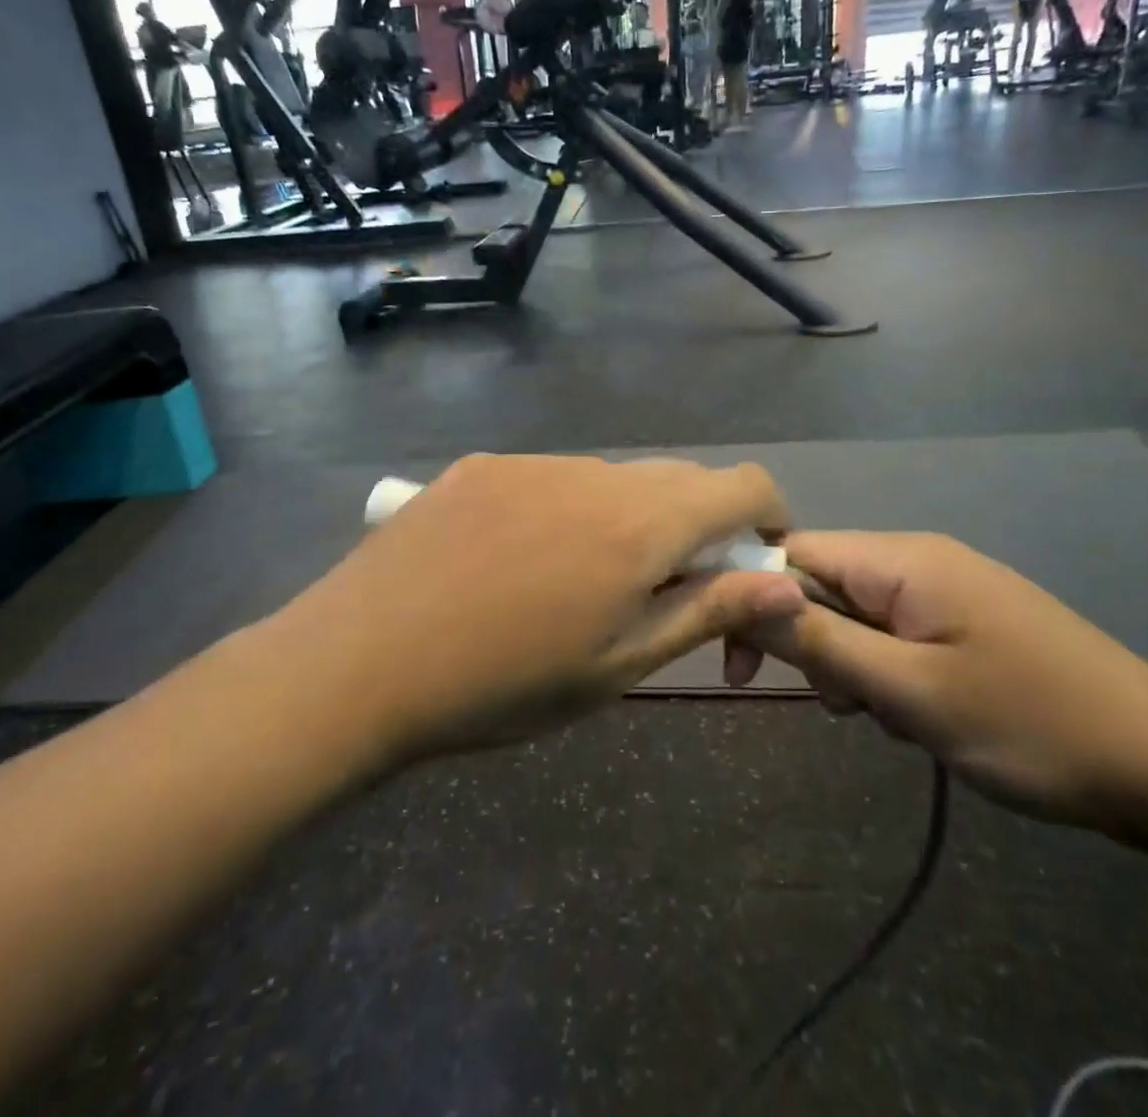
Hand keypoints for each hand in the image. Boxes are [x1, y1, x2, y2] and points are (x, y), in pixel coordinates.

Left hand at [287, 455, 804, 757]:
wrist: (359, 661)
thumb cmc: (501, 685)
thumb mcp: (618, 665)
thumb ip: (708, 611)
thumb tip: (787, 582)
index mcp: (641, 525)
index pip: (744, 485)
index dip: (768, 519)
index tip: (751, 569)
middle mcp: (596, 474)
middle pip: (681, 480)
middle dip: (696, 530)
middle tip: (661, 597)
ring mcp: (533, 462)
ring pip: (615, 480)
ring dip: (627, 521)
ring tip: (577, 586)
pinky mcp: (484, 465)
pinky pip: (553, 479)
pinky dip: (567, 511)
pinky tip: (516, 562)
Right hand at [727, 532, 1147, 837]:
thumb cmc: (1031, 725)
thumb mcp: (910, 692)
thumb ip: (820, 642)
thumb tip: (741, 594)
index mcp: (902, 559)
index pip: (792, 551)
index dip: (752, 596)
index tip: (737, 664)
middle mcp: (918, 560)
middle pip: (822, 583)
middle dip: (809, 642)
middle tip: (839, 705)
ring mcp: (946, 591)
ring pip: (856, 615)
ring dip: (850, 666)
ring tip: (888, 719)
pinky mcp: (965, 623)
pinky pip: (894, 634)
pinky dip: (885, 673)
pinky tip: (916, 718)